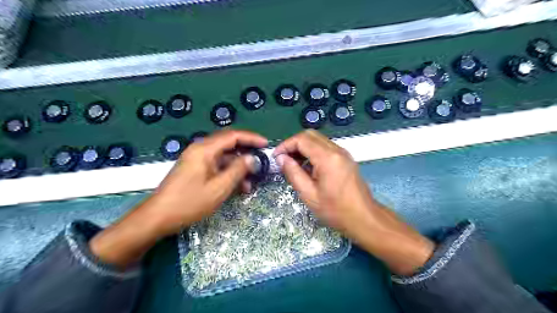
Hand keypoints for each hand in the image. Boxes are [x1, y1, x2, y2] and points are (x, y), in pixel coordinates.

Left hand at [91, 130, 268, 268]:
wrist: (158, 217)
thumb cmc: (189, 202)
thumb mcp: (219, 187)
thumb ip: (238, 170)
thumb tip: (252, 158)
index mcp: (205, 149)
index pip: (233, 136)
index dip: (251, 138)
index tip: (266, 144)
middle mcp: (200, 150)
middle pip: (228, 144)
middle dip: (246, 153)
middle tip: (261, 162)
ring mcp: (197, 160)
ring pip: (223, 157)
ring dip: (238, 167)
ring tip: (251, 182)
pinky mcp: (195, 170)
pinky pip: (216, 166)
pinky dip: (228, 173)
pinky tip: (237, 186)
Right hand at [274, 131, 433, 274]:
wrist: (364, 218)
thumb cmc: (335, 210)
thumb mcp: (309, 194)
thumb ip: (293, 173)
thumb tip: (281, 158)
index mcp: (327, 158)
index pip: (302, 139)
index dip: (286, 145)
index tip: (276, 157)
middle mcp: (337, 150)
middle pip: (310, 135)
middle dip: (293, 144)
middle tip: (284, 159)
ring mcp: (343, 153)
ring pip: (318, 140)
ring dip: (303, 147)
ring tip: (293, 164)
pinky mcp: (345, 158)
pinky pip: (325, 147)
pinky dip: (313, 152)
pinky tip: (307, 167)